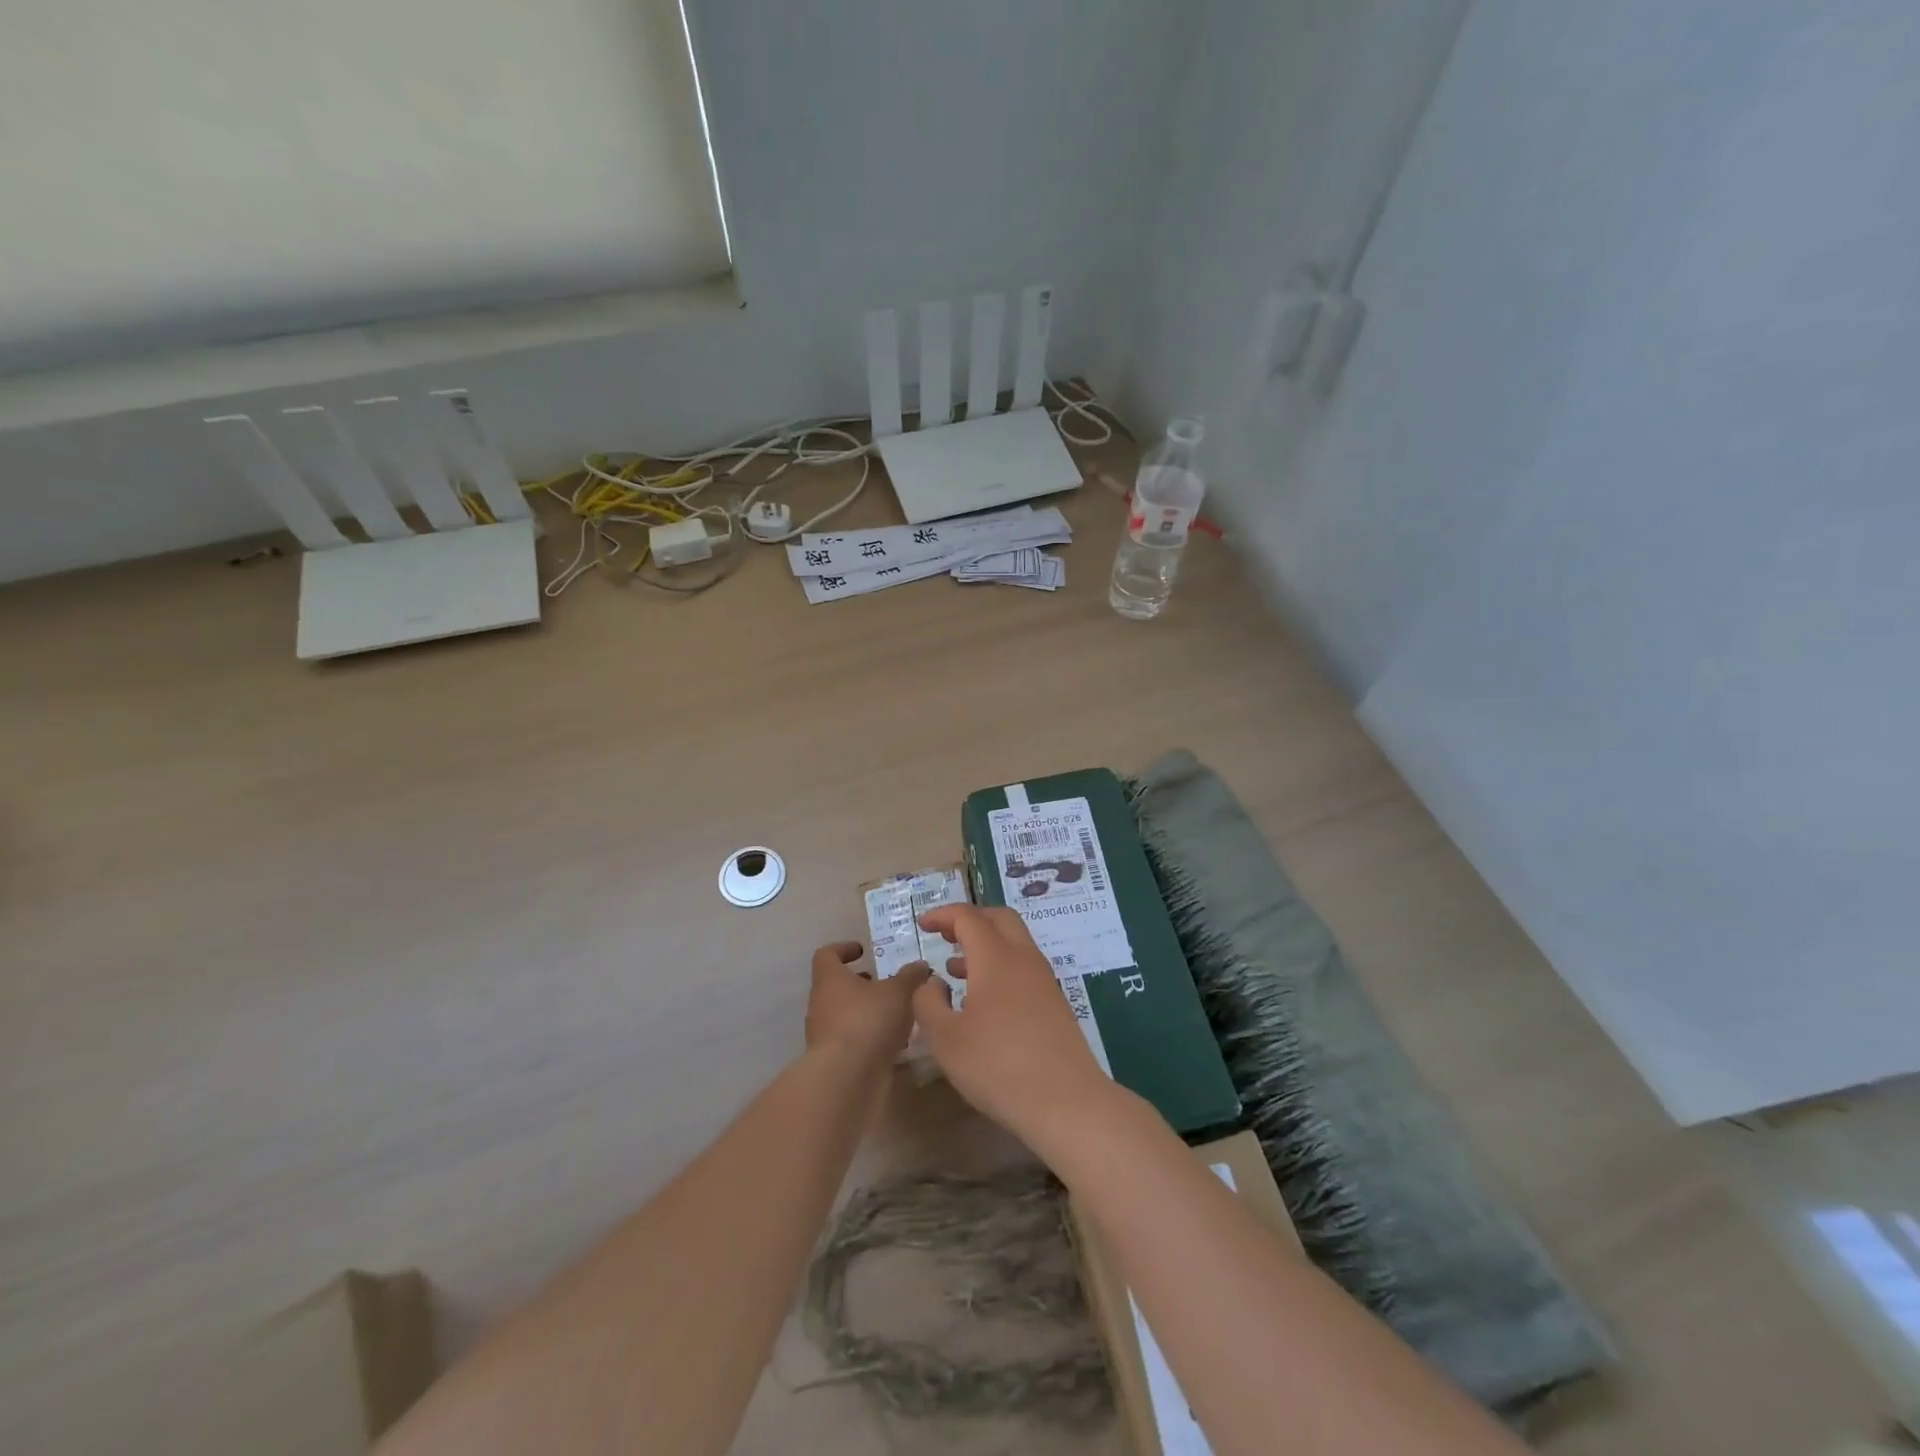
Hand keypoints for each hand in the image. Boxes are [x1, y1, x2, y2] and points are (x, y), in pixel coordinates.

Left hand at [806, 941, 926, 1066]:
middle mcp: (821, 1004)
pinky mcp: (834, 1061)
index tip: (863, 951)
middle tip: (888, 984)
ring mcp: (825, 1035)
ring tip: (898, 1014)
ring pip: (846, 1015)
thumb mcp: (899, 992)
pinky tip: (896, 1043)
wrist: (846, 1079)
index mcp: (830, 979)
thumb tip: (920, 965)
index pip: (826, 955)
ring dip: (869, 1012)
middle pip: (838, 987)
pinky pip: (853, 1041)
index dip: (843, 949)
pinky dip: (871, 1038)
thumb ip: (911, 977)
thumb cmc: (868, 1021)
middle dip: (863, 984)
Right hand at [909, 905, 1114, 1151]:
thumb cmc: (998, 1067)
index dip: (942, 915)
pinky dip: (1000, 966)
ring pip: (1014, 943)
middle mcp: (1023, 958)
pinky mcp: (1055, 1003)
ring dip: (985, 944)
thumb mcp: (945, 1039)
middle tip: (944, 936)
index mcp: (996, 957)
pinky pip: (1023, 967)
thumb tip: (933, 982)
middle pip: (999, 918)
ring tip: (955, 970)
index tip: (922, 925)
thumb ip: (928, 1003)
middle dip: (969, 920)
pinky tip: (983, 1000)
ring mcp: (1044, 980)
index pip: (968, 917)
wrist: (1067, 1102)